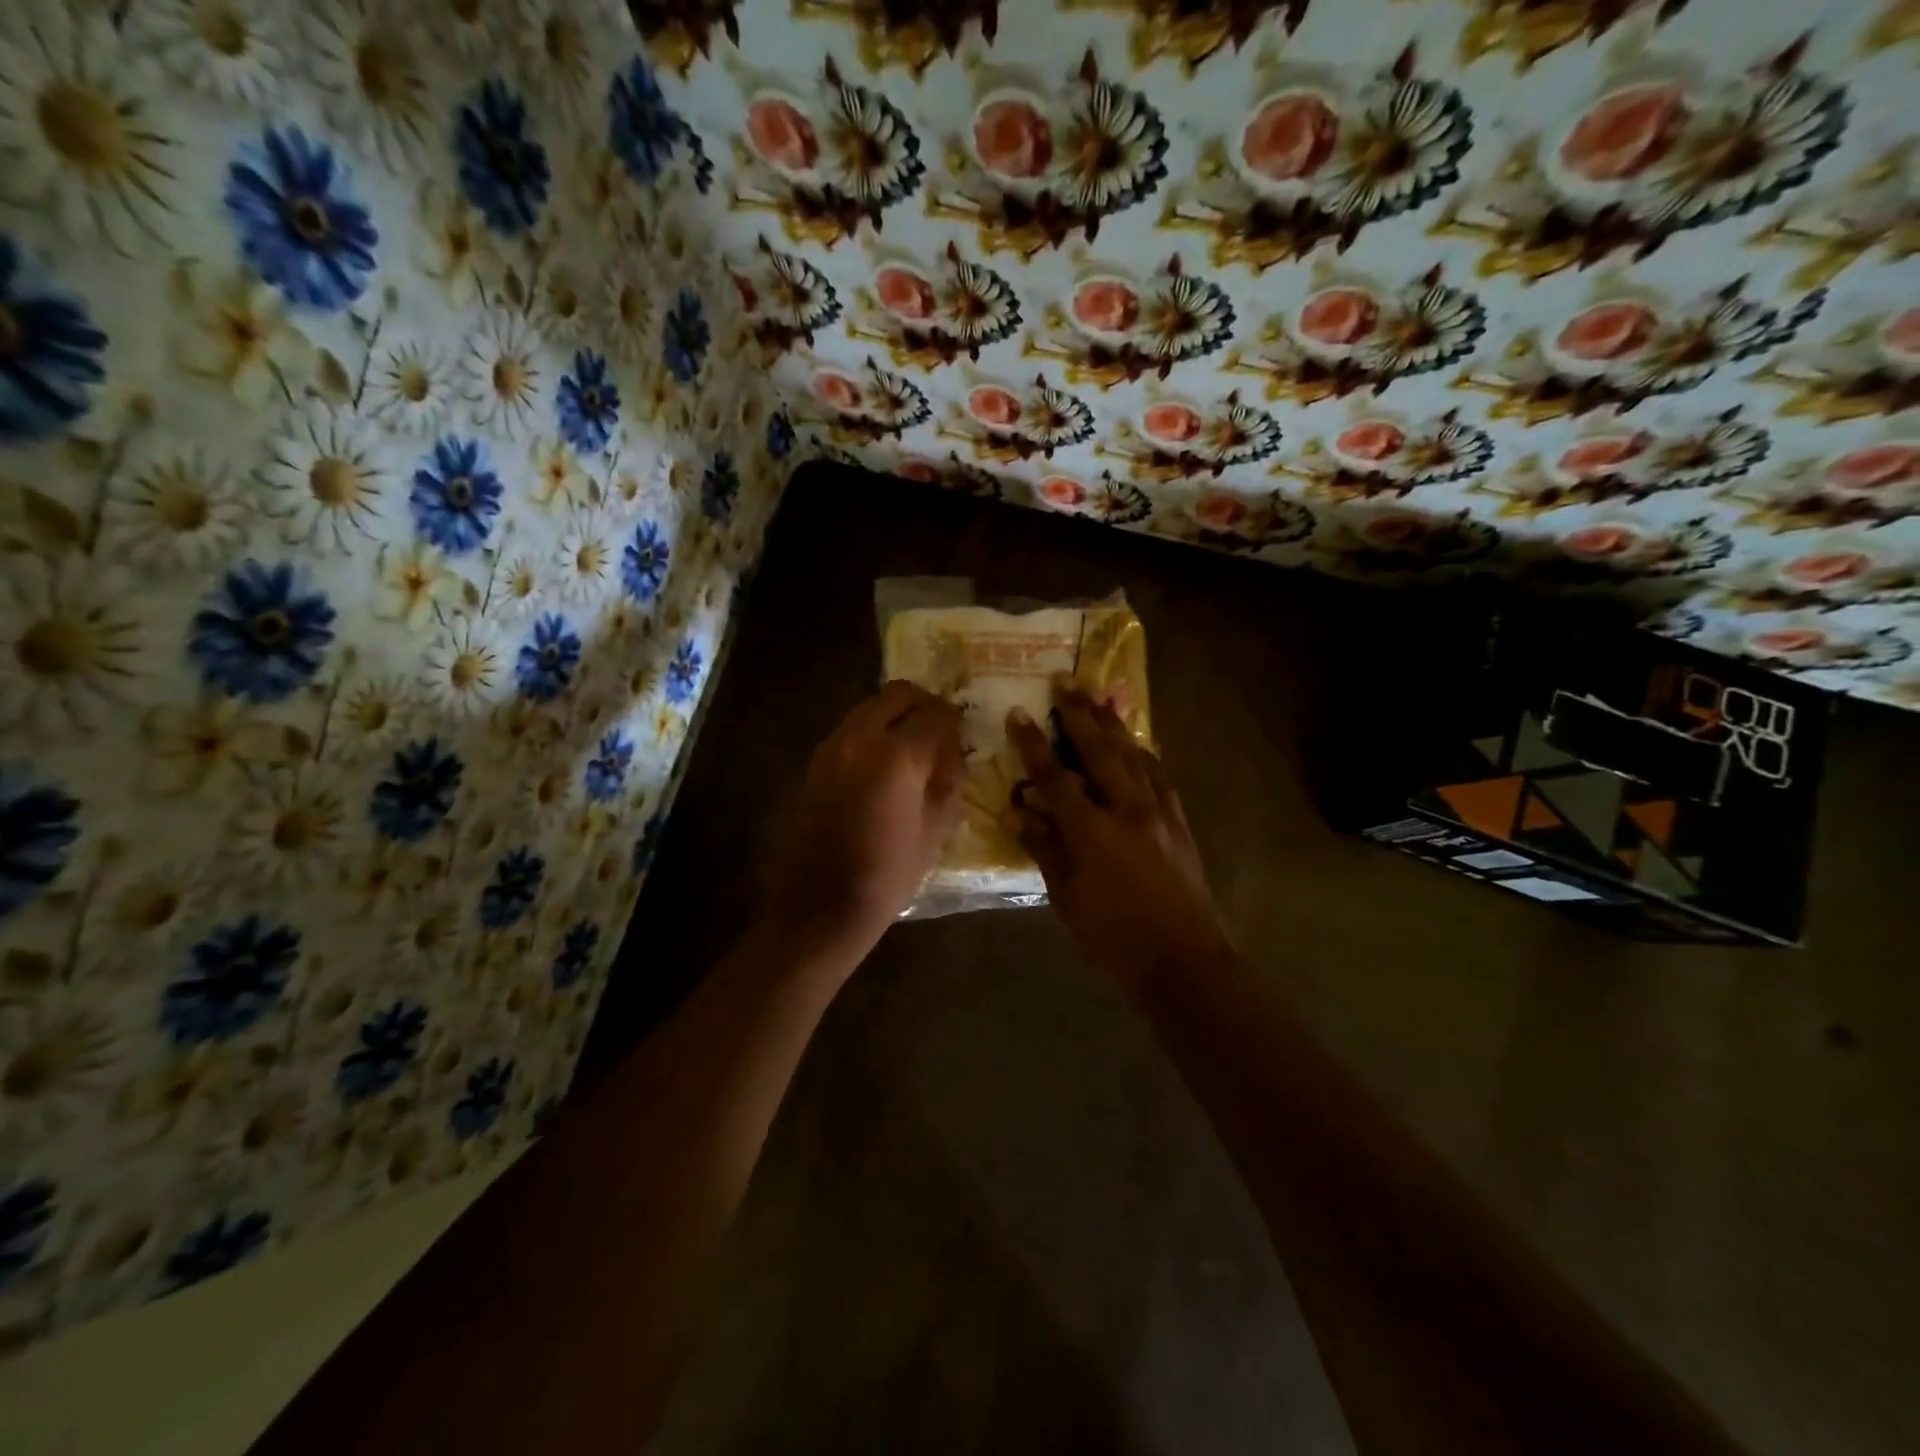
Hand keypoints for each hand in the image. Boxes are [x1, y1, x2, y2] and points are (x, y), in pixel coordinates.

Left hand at [764, 680, 965, 956]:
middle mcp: (861, 738)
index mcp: (898, 756)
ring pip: (869, 707)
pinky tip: (885, 764)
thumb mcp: (934, 831)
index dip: (955, 718)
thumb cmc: (888, 874)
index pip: (935, 713)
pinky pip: (851, 729)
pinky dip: (873, 732)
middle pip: (897, 694)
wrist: (821, 905)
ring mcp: (832, 747)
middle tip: (939, 728)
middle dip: (923, 704)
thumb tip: (955, 754)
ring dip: (895, 715)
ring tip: (913, 746)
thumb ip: (948, 782)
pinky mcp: (816, 763)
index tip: (964, 731)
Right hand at [1008, 678, 1233, 993]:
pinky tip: (1136, 743)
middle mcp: (1127, 809)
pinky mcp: (1179, 822)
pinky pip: (1160, 775)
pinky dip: (1144, 753)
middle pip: (1099, 750)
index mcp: (1093, 831)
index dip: (1034, 744)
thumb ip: (1044, 849)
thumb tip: (1019, 812)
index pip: (1055, 777)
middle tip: (1063, 681)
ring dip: (1113, 724)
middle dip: (1078, 714)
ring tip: (1098, 696)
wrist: (1182, 961)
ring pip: (1133, 755)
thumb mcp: (1066, 898)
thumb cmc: (1114, 937)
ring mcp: (1159, 812)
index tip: (1019, 713)